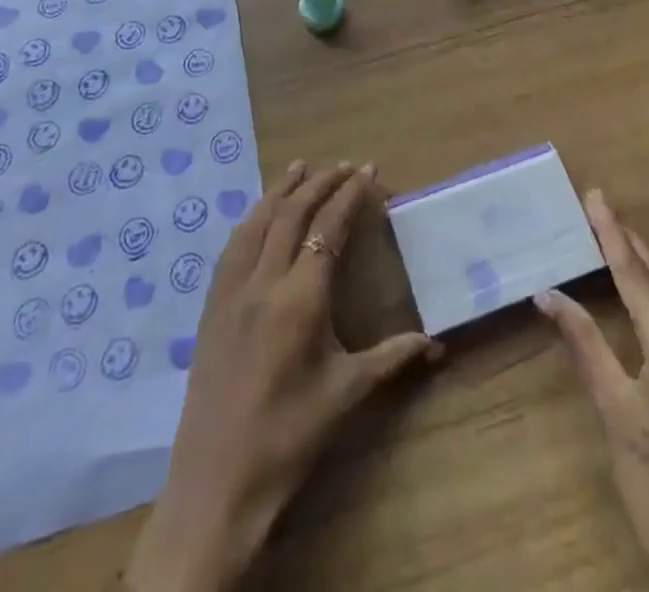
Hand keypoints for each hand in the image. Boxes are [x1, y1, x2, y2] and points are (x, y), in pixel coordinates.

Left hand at [123, 161, 440, 591]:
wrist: (216, 484)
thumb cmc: (289, 436)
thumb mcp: (346, 395)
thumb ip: (392, 359)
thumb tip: (437, 344)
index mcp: (300, 297)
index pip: (328, 227)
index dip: (350, 194)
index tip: (368, 170)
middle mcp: (263, 281)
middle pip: (292, 213)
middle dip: (320, 182)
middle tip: (344, 165)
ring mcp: (231, 291)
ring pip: (257, 222)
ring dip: (281, 189)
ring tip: (300, 166)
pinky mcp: (210, 306)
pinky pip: (232, 246)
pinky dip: (252, 217)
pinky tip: (258, 213)